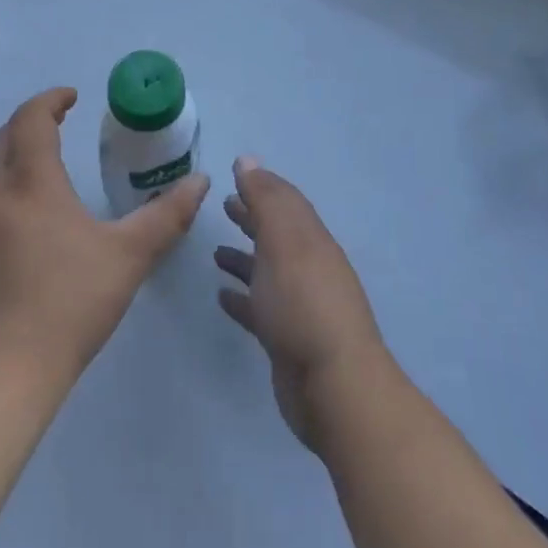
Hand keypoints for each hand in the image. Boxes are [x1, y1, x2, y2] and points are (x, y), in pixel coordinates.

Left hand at [0, 87, 208, 384]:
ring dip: (12, 165)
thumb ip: (167, 215)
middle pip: (2, 141)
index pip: (31, 120)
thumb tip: (199, 181)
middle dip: (29, 124)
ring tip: (43, 180)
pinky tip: (20, 237)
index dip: (50, 100)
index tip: (71, 97)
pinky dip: (0, 203)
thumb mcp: (129, 256)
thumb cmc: (69, 304)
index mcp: (32, 185)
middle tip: (56, 126)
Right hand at [215, 157, 389, 452]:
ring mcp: (299, 305)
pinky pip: (260, 309)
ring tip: (215, 252)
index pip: (285, 202)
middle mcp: (308, 267)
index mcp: (310, 240)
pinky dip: (242, 298)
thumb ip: (266, 200)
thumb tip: (248, 160)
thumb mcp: (284, 242)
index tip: (234, 175)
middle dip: (252, 218)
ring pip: (268, 271)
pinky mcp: (287, 339)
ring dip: (244, 258)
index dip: (261, 186)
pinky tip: (222, 297)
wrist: (333, 387)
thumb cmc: (303, 305)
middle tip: (223, 206)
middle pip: (277, 234)